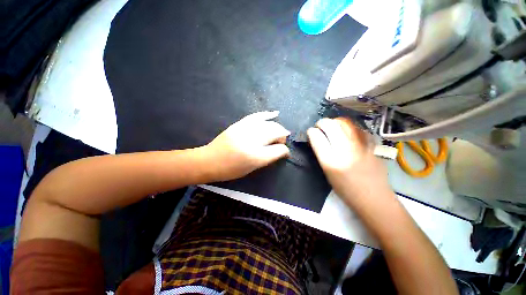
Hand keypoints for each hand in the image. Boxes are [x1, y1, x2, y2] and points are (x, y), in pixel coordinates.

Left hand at [204, 111, 290, 181]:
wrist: (209, 161)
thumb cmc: (231, 170)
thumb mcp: (252, 168)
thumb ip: (269, 158)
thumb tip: (281, 150)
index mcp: (256, 156)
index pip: (279, 150)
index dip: (285, 151)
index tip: (285, 153)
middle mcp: (252, 141)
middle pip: (276, 133)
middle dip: (282, 137)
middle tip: (281, 142)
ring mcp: (245, 130)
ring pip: (269, 124)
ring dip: (277, 127)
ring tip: (280, 131)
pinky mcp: (239, 124)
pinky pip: (256, 116)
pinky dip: (267, 114)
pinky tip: (275, 113)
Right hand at [307, 117, 393, 207]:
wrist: (373, 198)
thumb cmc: (345, 189)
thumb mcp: (327, 173)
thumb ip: (321, 154)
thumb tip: (317, 138)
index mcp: (330, 161)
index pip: (317, 137)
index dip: (312, 132)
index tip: (311, 132)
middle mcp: (345, 151)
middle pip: (330, 126)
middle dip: (322, 123)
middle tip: (320, 126)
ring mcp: (361, 146)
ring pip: (345, 122)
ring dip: (335, 122)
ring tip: (332, 126)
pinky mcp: (372, 145)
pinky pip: (358, 128)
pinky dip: (349, 126)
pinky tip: (347, 132)